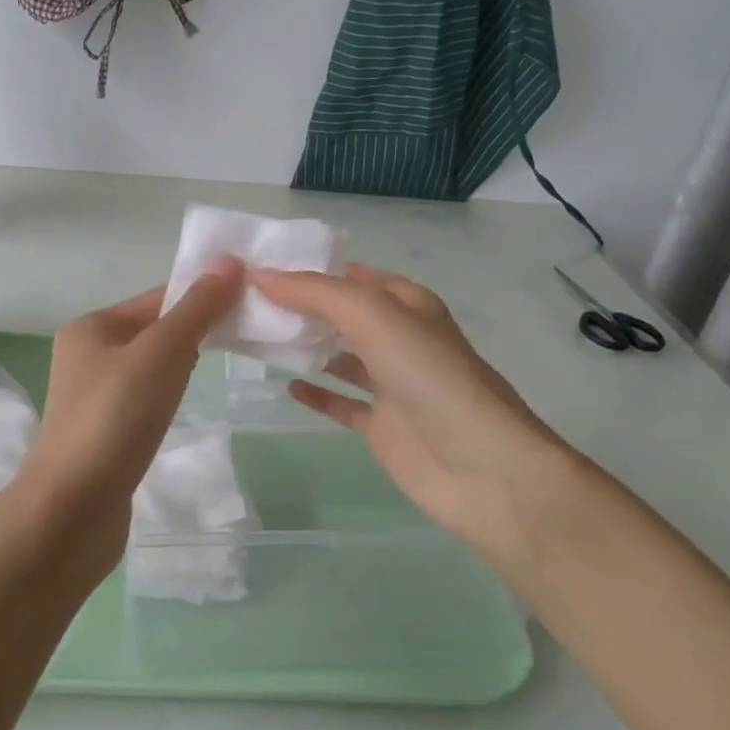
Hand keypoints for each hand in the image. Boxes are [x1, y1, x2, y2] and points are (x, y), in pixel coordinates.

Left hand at [13, 258, 245, 569]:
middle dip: (195, 331)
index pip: (157, 299)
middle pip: (153, 331)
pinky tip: (181, 409)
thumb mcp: (161, 353)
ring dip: (181, 366)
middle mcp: (86, 357)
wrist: (71, 509)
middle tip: (243, 337)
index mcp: (91, 328)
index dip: (201, 295)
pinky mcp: (103, 434)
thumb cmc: (116, 418)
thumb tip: (229, 261)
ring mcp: (92, 399)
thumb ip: (196, 309)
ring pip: (149, 368)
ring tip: (217, 371)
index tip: (248, 302)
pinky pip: (143, 401)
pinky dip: (167, 398)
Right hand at [254, 264, 585, 554]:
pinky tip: (287, 385)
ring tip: (259, 336)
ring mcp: (392, 385)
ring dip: (307, 346)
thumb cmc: (429, 376)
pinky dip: (317, 393)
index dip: (314, 267)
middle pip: (345, 315)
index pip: (354, 275)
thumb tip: (260, 275)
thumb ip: (315, 293)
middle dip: (304, 306)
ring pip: (341, 356)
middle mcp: (400, 339)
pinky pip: (342, 403)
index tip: (264, 263)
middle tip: (249, 300)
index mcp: (407, 304)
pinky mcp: (383, 426)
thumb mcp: (373, 316)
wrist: (480, 466)